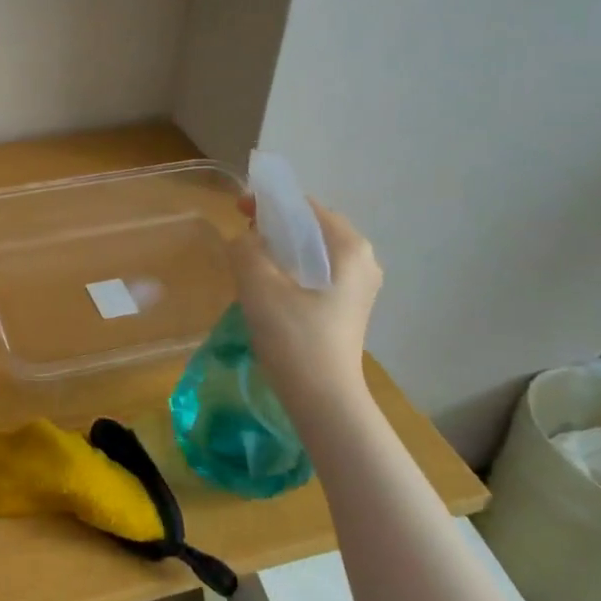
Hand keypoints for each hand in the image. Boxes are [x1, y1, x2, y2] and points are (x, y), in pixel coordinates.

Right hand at [229, 197, 381, 400]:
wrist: (322, 397)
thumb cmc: (294, 336)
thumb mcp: (259, 285)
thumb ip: (245, 249)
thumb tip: (243, 240)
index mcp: (350, 248)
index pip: (307, 207)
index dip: (270, 203)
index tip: (238, 209)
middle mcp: (363, 261)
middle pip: (312, 229)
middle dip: (275, 226)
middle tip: (241, 234)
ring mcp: (358, 288)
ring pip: (313, 254)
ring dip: (280, 250)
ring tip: (249, 259)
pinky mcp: (347, 309)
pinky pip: (315, 275)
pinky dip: (290, 270)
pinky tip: (267, 287)